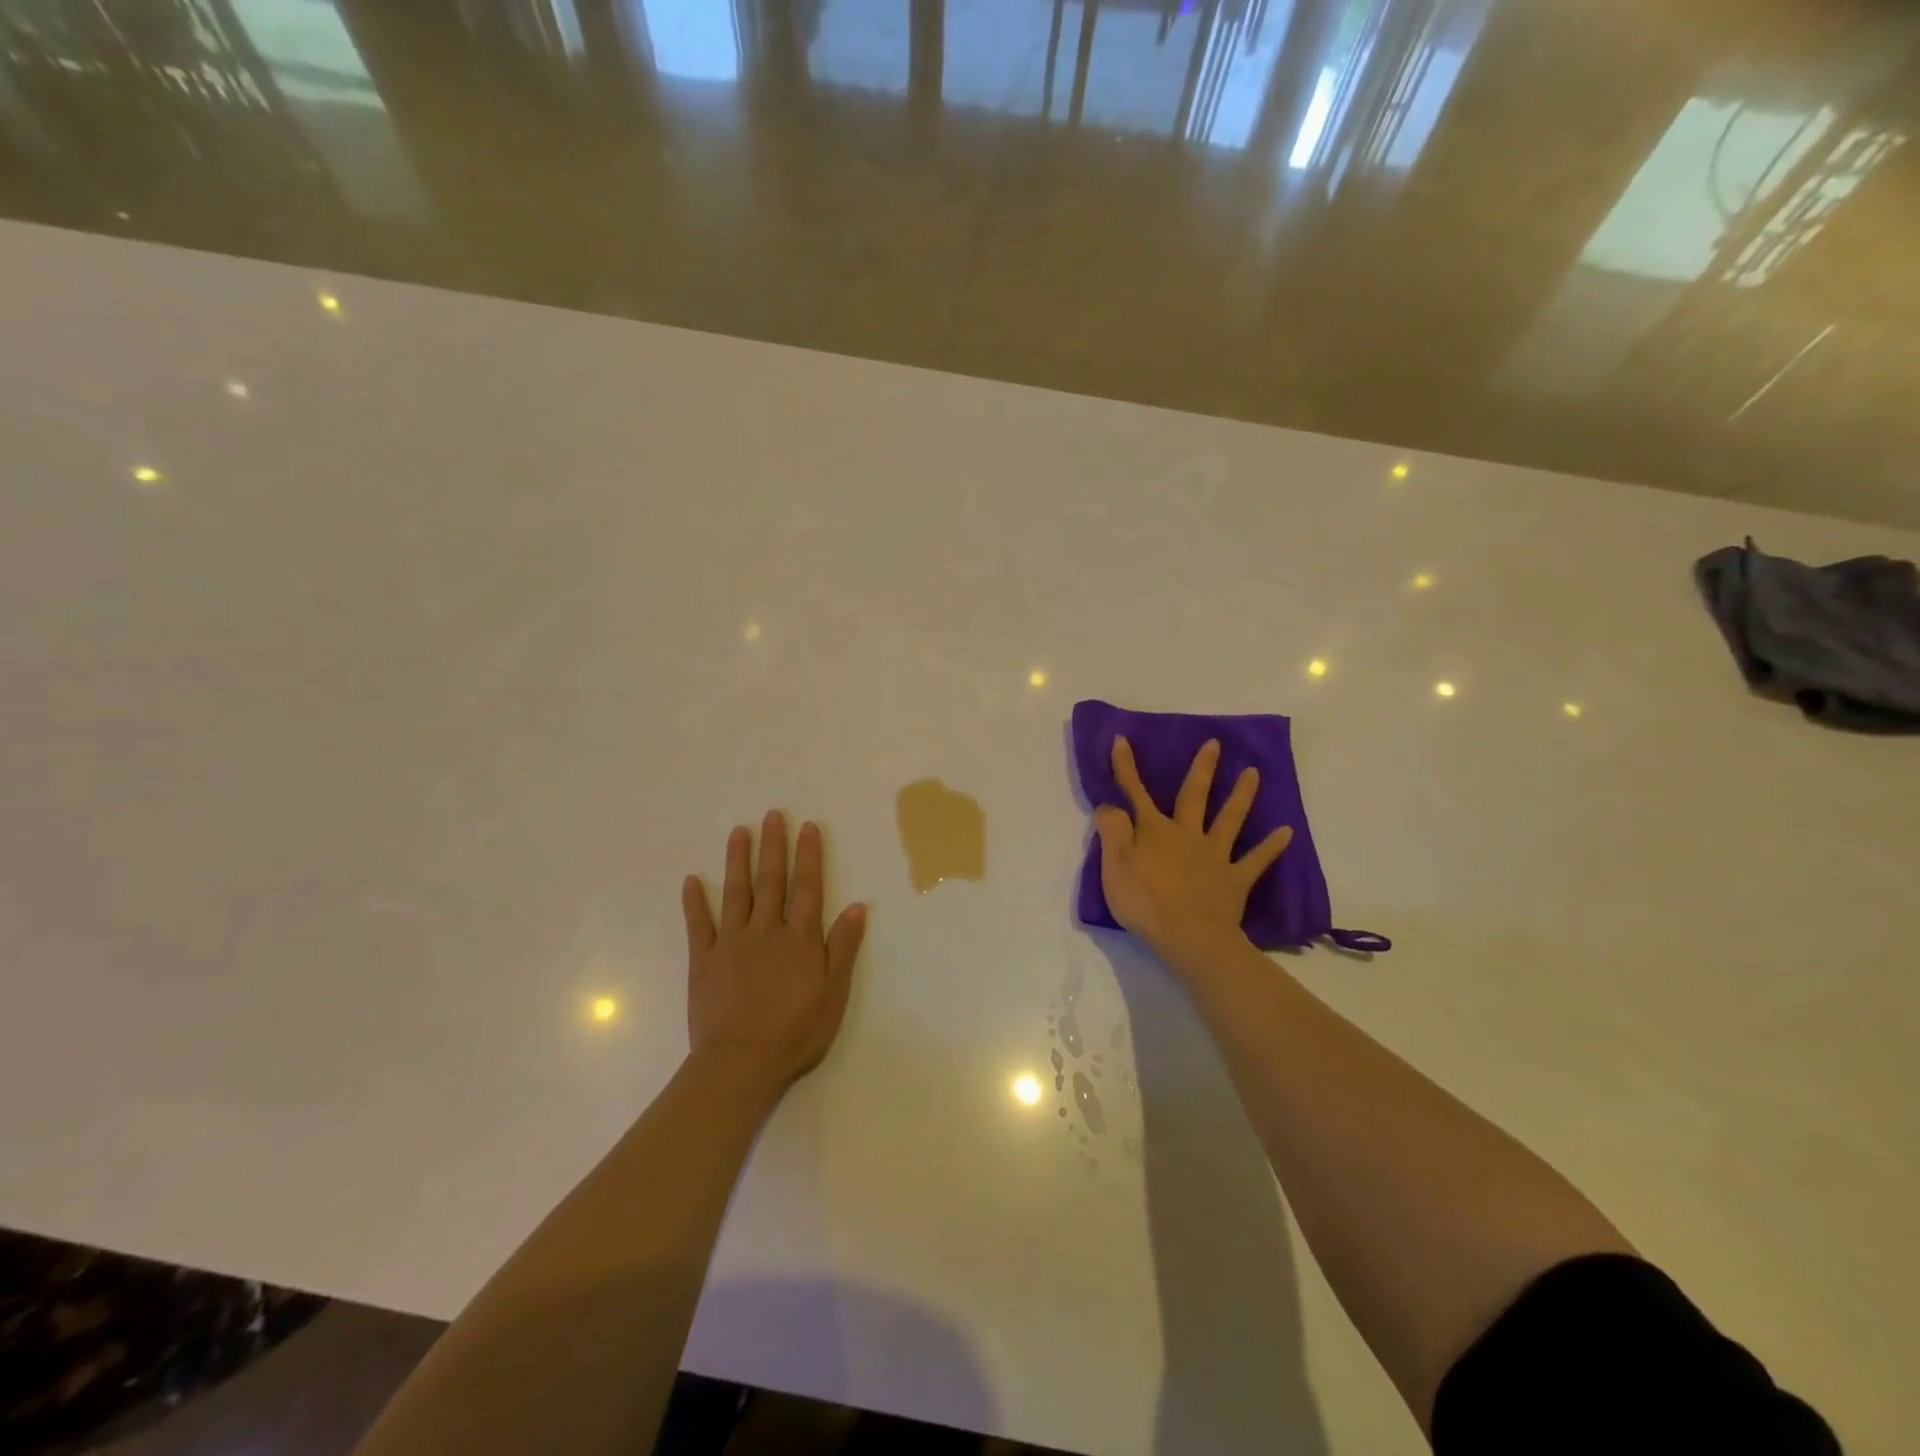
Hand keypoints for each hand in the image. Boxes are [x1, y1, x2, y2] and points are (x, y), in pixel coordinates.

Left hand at [682, 811, 867, 1095]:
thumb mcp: (834, 992)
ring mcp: (732, 943)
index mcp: (800, 938)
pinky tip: (692, 880)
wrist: (742, 1062)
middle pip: (771, 881)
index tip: (807, 827)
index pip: (807, 888)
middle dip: (773, 846)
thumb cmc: (796, 1031)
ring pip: (736, 893)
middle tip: (772, 814)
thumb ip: (843, 947)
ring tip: (738, 831)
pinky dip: (695, 902)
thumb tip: (857, 906)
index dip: (809, 856)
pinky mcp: (704, 960)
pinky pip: (699, 925)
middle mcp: (766, 930)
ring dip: (737, 860)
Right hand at [1093, 737, 1291, 966]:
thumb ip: (1111, 831)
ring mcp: (1214, 856)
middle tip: (1215, 744)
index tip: (1122, 739)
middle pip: (1194, 795)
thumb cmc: (1143, 901)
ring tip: (1254, 773)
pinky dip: (1271, 846)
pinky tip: (1287, 831)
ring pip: (1229, 819)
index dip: (1125, 767)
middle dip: (1202, 769)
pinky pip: (1256, 860)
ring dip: (1241, 795)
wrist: (1188, 936)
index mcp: (1153, 830)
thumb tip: (1109, 805)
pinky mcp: (1234, 880)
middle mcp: (1186, 834)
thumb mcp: (1113, 864)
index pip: (1134, 792)